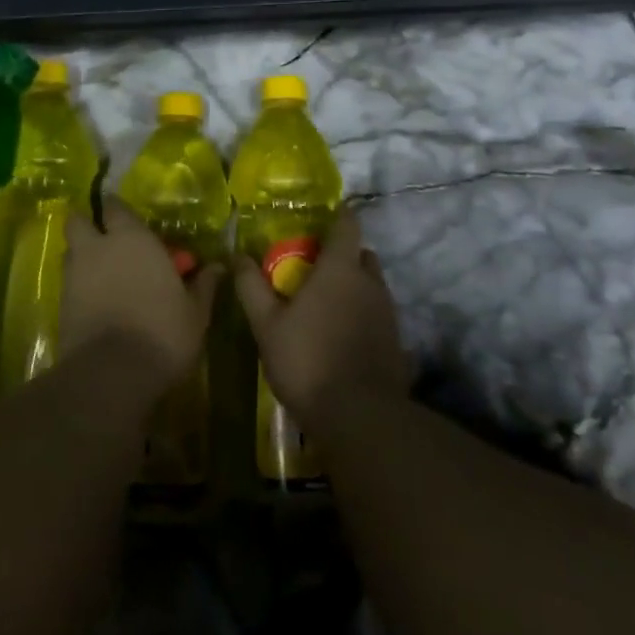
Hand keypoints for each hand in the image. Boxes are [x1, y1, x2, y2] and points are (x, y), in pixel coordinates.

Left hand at [60, 198, 221, 399]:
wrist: (112, 375)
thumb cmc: (162, 333)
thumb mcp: (195, 313)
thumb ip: (203, 286)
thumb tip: (218, 267)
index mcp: (132, 238)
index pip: (115, 206)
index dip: (117, 209)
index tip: (126, 218)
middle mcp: (98, 247)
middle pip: (77, 221)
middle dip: (86, 225)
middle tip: (103, 239)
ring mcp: (74, 275)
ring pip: (69, 251)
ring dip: (81, 256)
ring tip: (100, 274)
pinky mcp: (60, 304)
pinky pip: (67, 283)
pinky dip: (77, 287)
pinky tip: (94, 303)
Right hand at [234, 207, 410, 429]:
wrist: (360, 419)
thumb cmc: (308, 361)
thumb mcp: (267, 325)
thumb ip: (251, 287)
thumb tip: (237, 256)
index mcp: (340, 269)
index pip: (347, 224)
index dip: (338, 215)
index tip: (322, 218)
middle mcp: (370, 283)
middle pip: (361, 255)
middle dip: (343, 254)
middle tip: (315, 267)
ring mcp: (388, 314)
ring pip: (372, 286)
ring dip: (353, 287)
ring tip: (326, 305)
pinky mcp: (396, 343)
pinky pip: (378, 315)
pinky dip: (362, 316)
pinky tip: (342, 337)